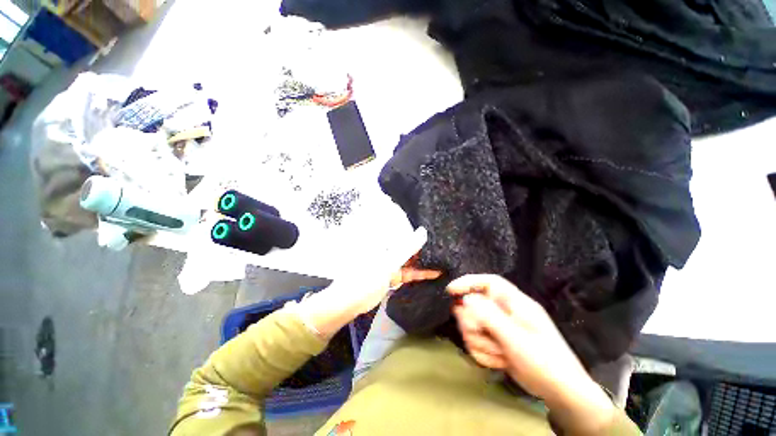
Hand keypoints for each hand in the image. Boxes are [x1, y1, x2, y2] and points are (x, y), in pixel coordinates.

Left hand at [296, 228, 440, 337]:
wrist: (349, 302)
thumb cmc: (365, 278)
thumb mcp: (388, 263)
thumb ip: (407, 248)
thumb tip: (423, 231)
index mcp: (384, 241)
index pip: (406, 234)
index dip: (421, 235)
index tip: (438, 235)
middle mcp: (387, 249)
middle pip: (409, 247)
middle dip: (425, 250)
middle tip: (444, 250)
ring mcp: (390, 263)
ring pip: (410, 260)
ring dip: (424, 263)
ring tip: (443, 262)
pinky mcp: (392, 275)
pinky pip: (407, 272)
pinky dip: (418, 274)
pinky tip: (433, 274)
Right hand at [448, 274, 615, 434]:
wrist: (559, 393)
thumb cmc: (543, 360)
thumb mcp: (516, 338)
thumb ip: (489, 316)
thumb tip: (466, 298)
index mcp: (514, 303)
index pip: (487, 282)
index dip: (468, 282)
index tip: (450, 291)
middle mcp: (504, 312)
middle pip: (474, 305)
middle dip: (473, 323)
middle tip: (480, 333)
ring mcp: (499, 328)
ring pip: (473, 326)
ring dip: (480, 342)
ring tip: (498, 354)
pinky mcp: (496, 343)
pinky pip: (476, 342)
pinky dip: (483, 354)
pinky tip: (499, 362)